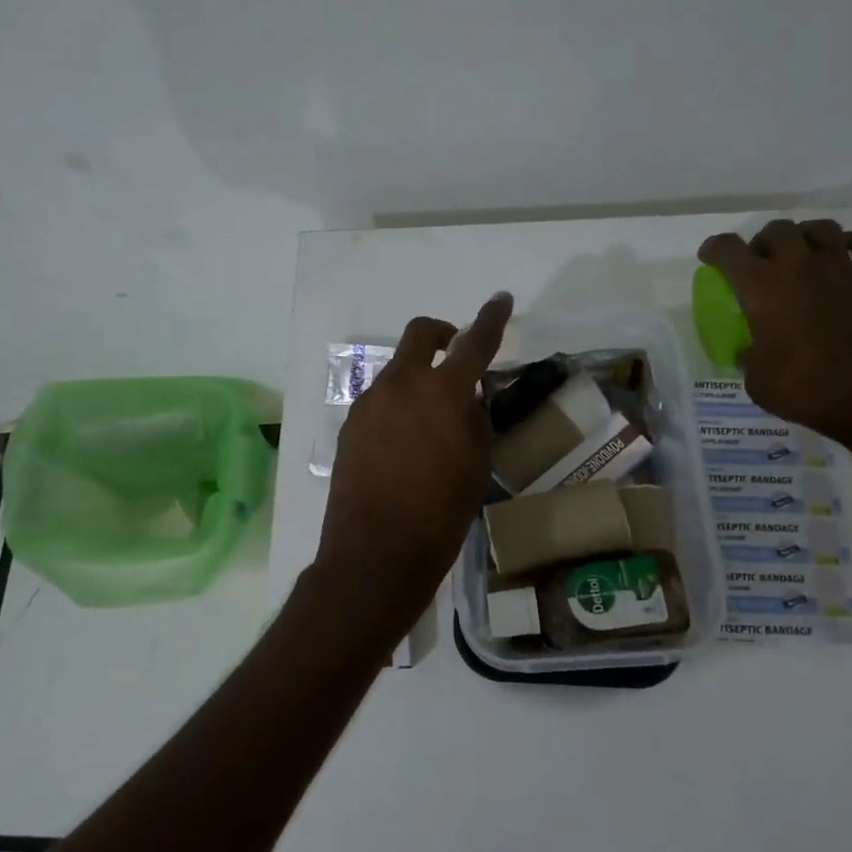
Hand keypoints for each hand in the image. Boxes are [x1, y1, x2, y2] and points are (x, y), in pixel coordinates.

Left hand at [316, 292, 513, 618]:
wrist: (375, 552)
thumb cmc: (440, 513)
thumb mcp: (476, 464)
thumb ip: (474, 419)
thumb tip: (466, 398)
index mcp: (442, 391)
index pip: (474, 342)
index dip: (491, 318)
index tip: (501, 299)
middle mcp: (402, 384)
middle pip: (421, 334)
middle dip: (443, 333)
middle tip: (457, 352)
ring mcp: (370, 402)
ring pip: (398, 369)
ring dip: (419, 376)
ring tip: (433, 418)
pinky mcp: (351, 425)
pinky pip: (380, 399)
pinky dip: (399, 404)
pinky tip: (406, 441)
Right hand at [698, 220, 851, 449]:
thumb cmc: (807, 390)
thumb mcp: (757, 381)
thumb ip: (748, 357)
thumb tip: (751, 351)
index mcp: (763, 288)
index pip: (729, 250)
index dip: (715, 249)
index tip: (710, 258)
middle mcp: (800, 267)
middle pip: (777, 229)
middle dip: (762, 242)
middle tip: (759, 264)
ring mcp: (841, 269)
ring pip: (821, 228)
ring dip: (804, 236)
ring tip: (800, 257)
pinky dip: (850, 244)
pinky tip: (842, 259)